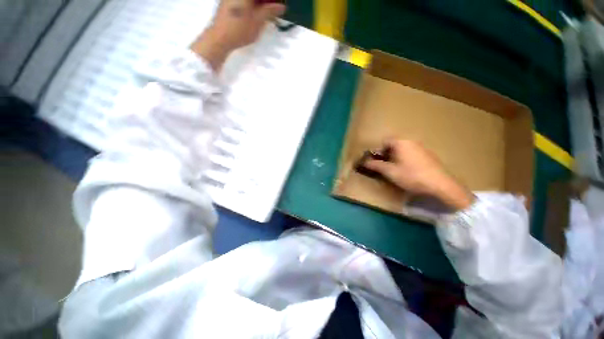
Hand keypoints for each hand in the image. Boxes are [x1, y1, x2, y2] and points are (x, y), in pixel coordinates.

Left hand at [191, 0, 285, 69]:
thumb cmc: (240, 29)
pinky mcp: (228, 2)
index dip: (273, 1)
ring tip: (267, 13)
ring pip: (251, 1)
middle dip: (267, 2)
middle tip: (274, 10)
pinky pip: (244, 2)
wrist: (219, 38)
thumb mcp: (258, 21)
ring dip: (260, 4)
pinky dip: (252, 5)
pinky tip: (257, 13)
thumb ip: (270, 11)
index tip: (279, 6)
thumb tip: (281, 6)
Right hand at [364, 140, 474, 210]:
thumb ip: (376, 165)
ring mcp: (422, 148)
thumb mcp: (390, 172)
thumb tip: (364, 162)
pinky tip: (408, 171)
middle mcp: (412, 142)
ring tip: (395, 170)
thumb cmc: (411, 176)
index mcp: (401, 143)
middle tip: (384, 166)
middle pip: (394, 145)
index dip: (378, 151)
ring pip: (403, 150)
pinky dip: (405, 160)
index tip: (376, 161)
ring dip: (396, 157)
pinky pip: (412, 154)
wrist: (440, 185)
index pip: (385, 141)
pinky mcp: (428, 156)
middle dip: (386, 154)